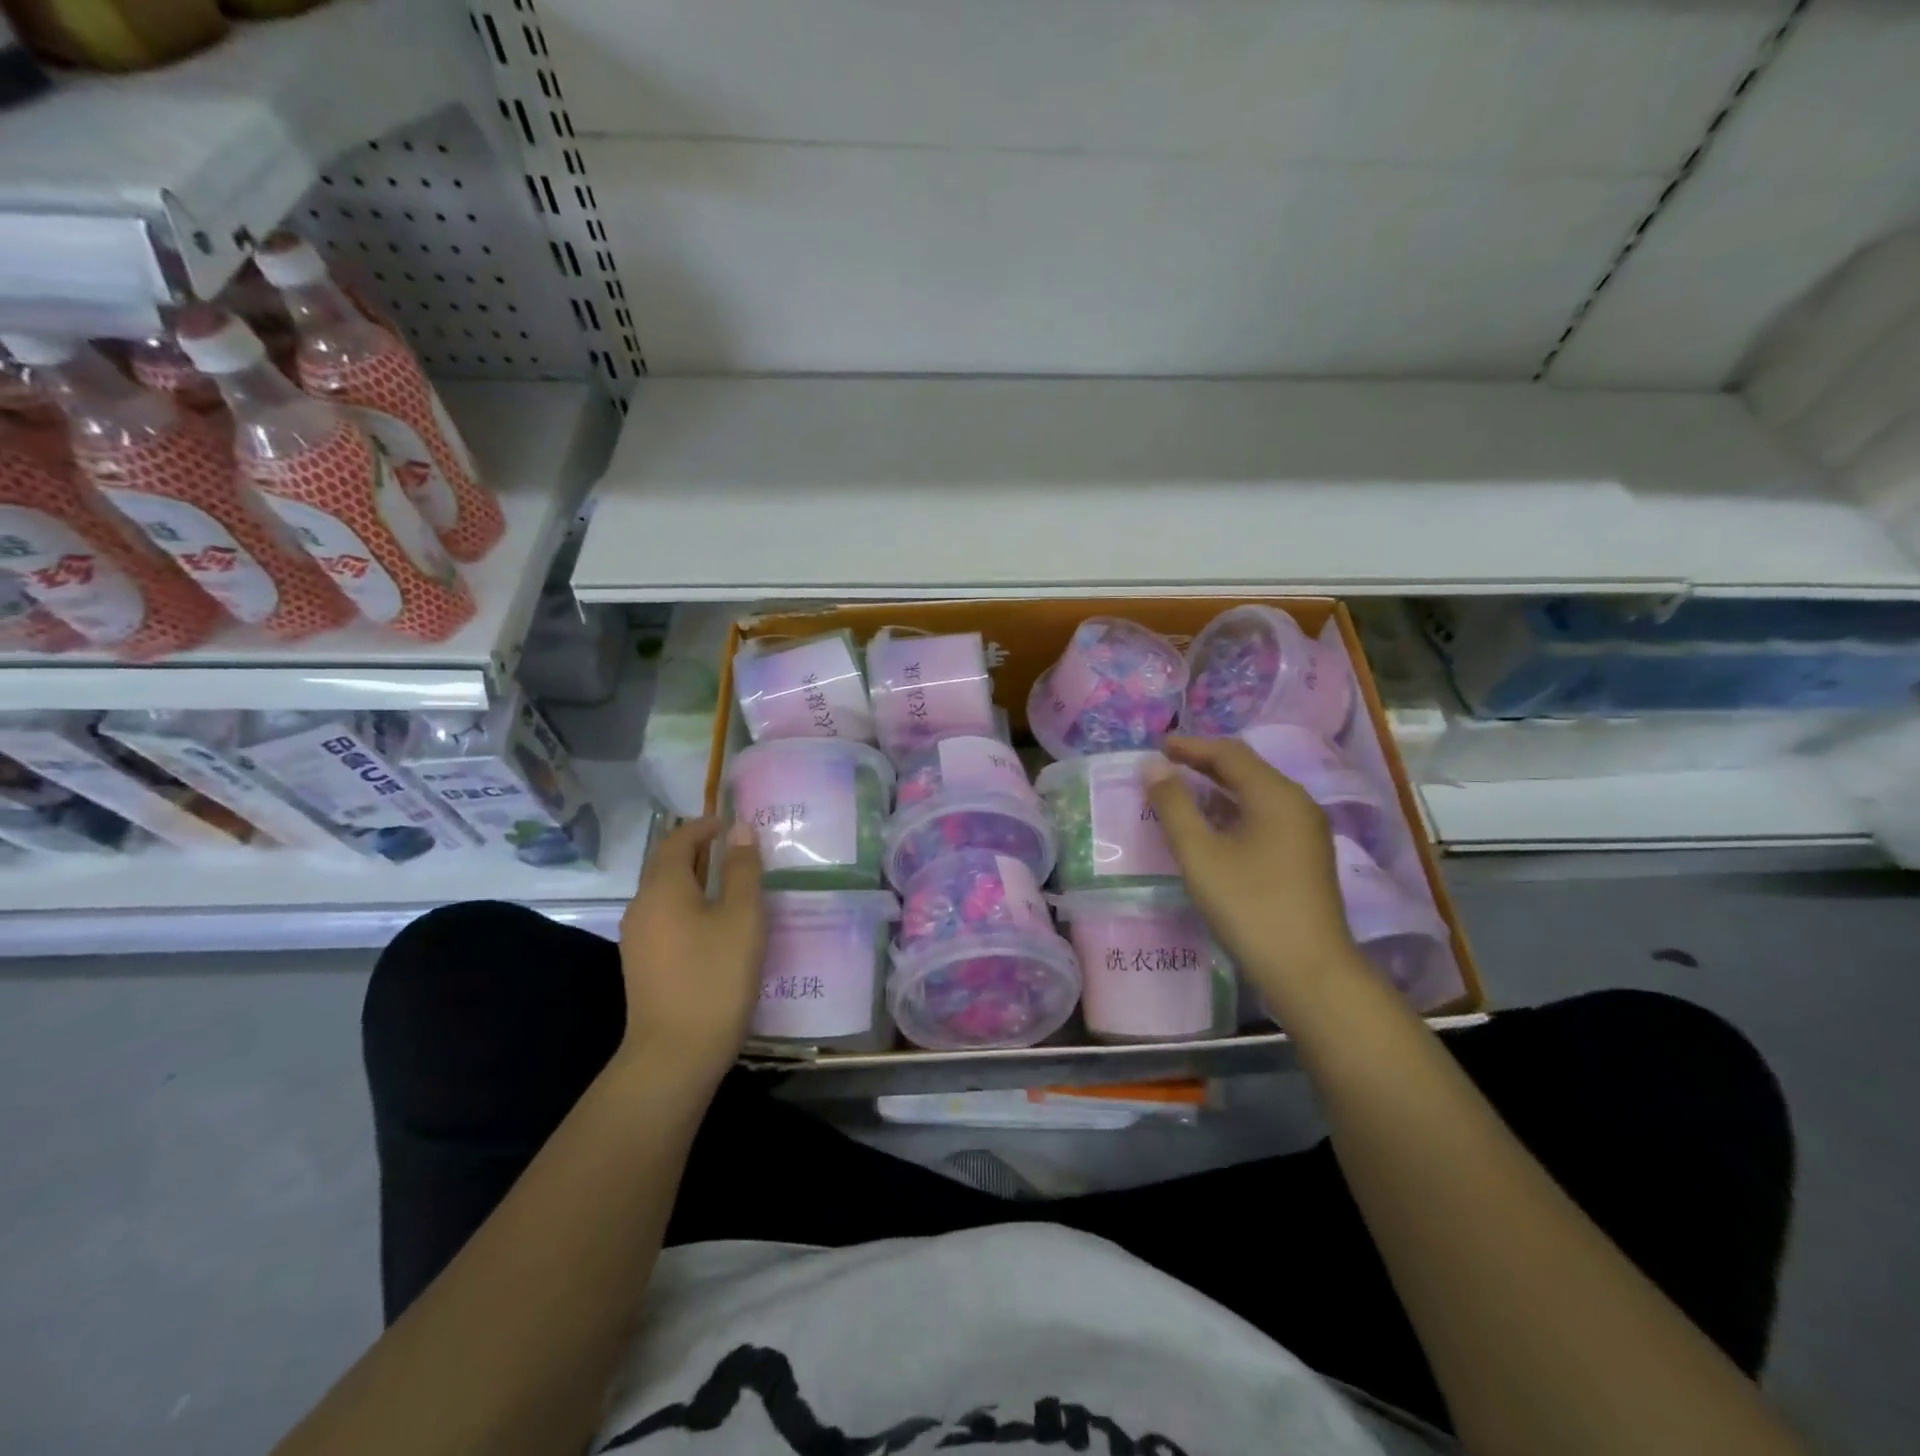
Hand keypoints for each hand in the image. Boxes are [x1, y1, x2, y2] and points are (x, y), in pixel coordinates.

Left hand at [615, 817, 764, 1080]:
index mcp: (662, 888)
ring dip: (694, 881)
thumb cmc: (714, 977)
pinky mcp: (642, 964)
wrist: (675, 1055)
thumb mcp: (742, 917)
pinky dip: (689, 907)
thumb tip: (740, 830)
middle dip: (699, 852)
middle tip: (737, 852)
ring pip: (666, 894)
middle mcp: (641, 907)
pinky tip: (715, 926)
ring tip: (731, 886)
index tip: (732, 825)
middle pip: (666, 865)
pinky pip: (665, 919)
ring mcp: (637, 938)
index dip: (703, 827)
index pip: (677, 840)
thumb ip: (742, 870)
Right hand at [1143, 736, 1359, 1007]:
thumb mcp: (1200, 853)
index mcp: (1276, 794)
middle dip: (1205, 763)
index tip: (1157, 746)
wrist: (1309, 970)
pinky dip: (1235, 811)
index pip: (1229, 753)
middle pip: (1247, 769)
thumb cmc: (1249, 905)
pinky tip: (1214, 827)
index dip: (1191, 746)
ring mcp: (1307, 831)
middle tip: (1166, 765)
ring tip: (1183, 792)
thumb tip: (1152, 766)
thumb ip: (1173, 805)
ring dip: (1219, 788)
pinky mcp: (1306, 855)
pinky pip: (1266, 816)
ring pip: (1257, 794)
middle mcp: (1298, 803)